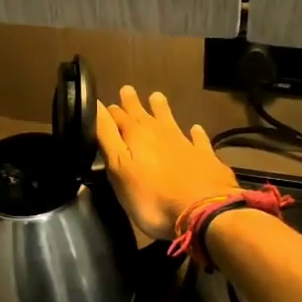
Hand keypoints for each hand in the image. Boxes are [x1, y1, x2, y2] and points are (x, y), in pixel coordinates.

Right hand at [95, 86, 238, 240]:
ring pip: (170, 120)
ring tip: (157, 96)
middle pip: (143, 114)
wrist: (204, 211)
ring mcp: (185, 144)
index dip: (109, 111)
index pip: (117, 116)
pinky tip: (196, 129)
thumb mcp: (119, 168)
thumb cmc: (152, 196)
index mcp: (136, 135)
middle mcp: (160, 133)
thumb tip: (96, 106)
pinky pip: (198, 140)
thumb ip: (107, 136)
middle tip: (127, 89)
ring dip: (162, 109)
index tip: (103, 104)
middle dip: (133, 103)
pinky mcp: (205, 158)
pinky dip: (195, 133)